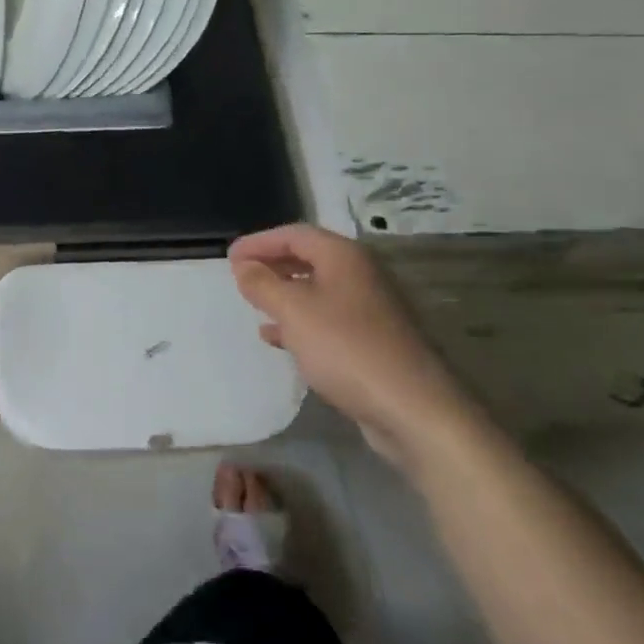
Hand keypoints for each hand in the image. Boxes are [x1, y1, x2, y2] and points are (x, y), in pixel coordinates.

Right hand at [229, 224, 477, 465]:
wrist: (413, 409)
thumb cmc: (347, 348)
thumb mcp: (293, 311)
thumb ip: (263, 284)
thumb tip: (244, 266)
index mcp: (344, 257)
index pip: (294, 234)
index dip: (259, 242)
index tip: (229, 256)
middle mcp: (360, 275)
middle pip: (308, 258)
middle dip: (272, 264)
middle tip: (240, 276)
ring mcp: (369, 309)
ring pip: (316, 290)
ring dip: (283, 294)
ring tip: (254, 304)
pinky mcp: (372, 341)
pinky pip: (327, 319)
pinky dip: (299, 322)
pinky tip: (279, 338)